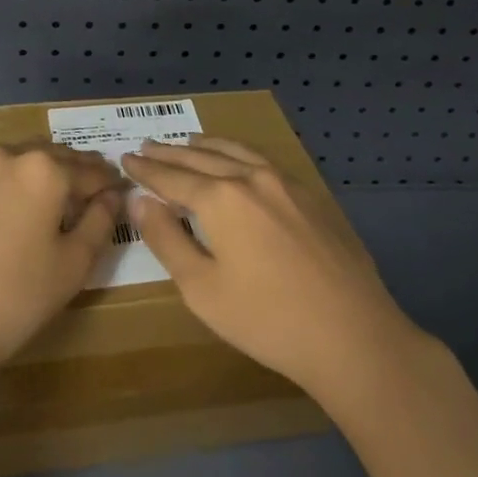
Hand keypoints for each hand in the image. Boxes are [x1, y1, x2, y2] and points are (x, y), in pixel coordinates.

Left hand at [0, 143, 124, 382]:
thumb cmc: (12, 300)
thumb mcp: (72, 268)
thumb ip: (100, 223)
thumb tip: (111, 196)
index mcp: (42, 171)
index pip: (88, 170)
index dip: (106, 182)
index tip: (114, 190)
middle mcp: (0, 158)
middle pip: (44, 158)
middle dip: (65, 173)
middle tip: (76, 195)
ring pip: (1, 169)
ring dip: (18, 182)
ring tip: (24, 210)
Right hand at [121, 136, 417, 403]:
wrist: (352, 335)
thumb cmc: (267, 320)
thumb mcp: (202, 289)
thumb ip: (167, 240)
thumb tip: (141, 201)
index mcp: (222, 198)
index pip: (172, 177)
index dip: (146, 170)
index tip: (126, 158)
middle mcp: (252, 178)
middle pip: (202, 158)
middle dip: (170, 153)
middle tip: (147, 145)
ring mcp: (287, 183)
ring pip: (237, 152)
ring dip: (207, 146)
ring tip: (188, 141)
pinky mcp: (312, 196)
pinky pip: (265, 161)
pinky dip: (239, 154)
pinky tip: (239, 161)